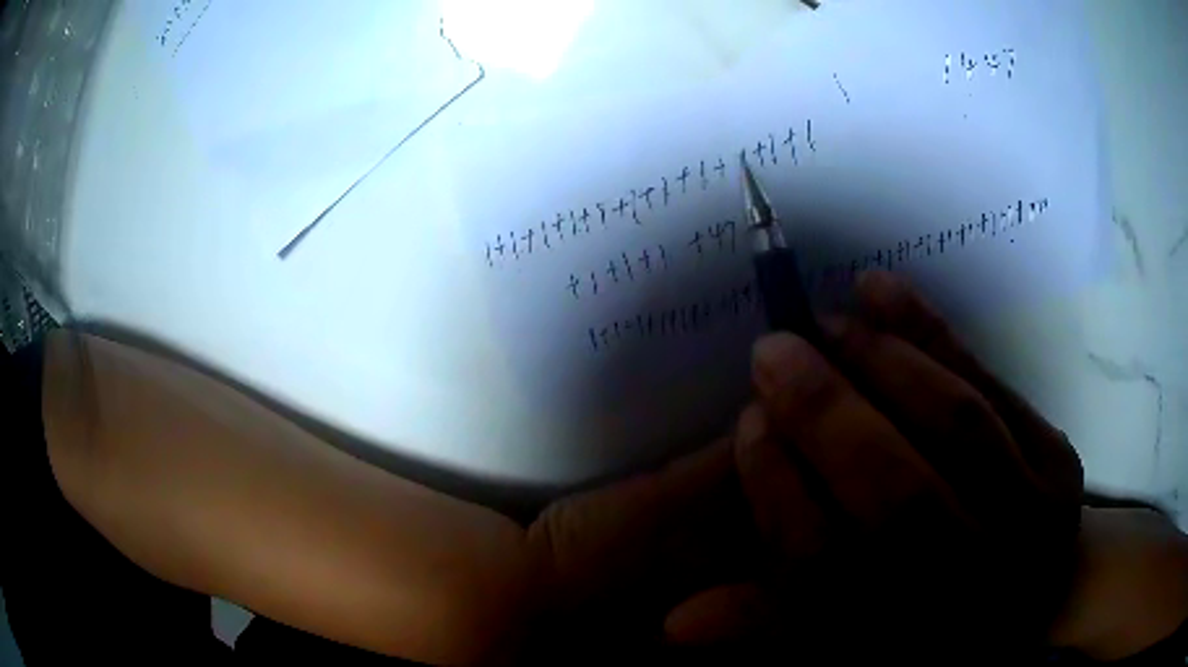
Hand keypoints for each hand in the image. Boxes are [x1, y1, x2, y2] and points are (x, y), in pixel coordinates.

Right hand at [666, 270, 1084, 660]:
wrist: (1038, 604)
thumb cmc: (927, 629)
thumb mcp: (846, 650)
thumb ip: (772, 628)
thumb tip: (677, 621)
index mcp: (906, 646)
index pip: (827, 574)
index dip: (780, 494)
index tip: (747, 423)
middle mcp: (970, 594)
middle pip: (897, 501)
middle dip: (827, 416)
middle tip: (773, 350)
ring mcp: (1030, 525)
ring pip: (956, 430)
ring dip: (884, 363)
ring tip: (830, 323)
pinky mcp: (1058, 467)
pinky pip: (995, 387)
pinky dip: (938, 334)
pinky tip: (884, 293)